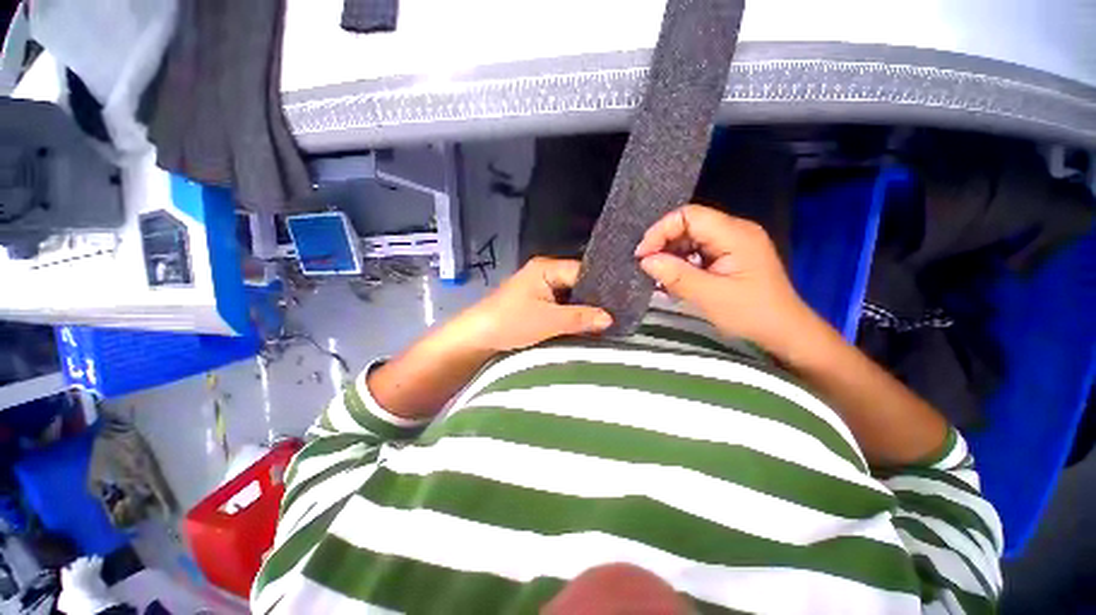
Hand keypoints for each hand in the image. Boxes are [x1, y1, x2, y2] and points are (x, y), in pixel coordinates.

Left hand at [458, 257, 612, 351]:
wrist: (478, 336)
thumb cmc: (511, 322)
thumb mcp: (548, 320)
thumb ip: (580, 318)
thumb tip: (610, 318)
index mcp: (547, 268)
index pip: (582, 271)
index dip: (601, 285)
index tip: (621, 300)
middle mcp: (545, 273)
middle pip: (577, 283)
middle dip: (594, 299)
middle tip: (617, 313)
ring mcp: (541, 288)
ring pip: (570, 296)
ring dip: (583, 309)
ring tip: (607, 319)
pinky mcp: (537, 302)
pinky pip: (561, 305)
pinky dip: (572, 314)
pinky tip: (586, 324)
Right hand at [634, 205, 812, 353]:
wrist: (785, 334)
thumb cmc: (751, 315)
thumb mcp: (709, 296)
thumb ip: (676, 275)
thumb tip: (645, 260)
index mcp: (735, 234)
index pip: (689, 215)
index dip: (661, 230)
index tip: (643, 255)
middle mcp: (735, 231)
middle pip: (689, 225)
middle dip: (664, 244)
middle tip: (647, 268)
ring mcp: (733, 244)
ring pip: (691, 239)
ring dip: (671, 256)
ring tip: (658, 277)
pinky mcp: (730, 257)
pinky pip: (698, 252)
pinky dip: (682, 264)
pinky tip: (674, 280)